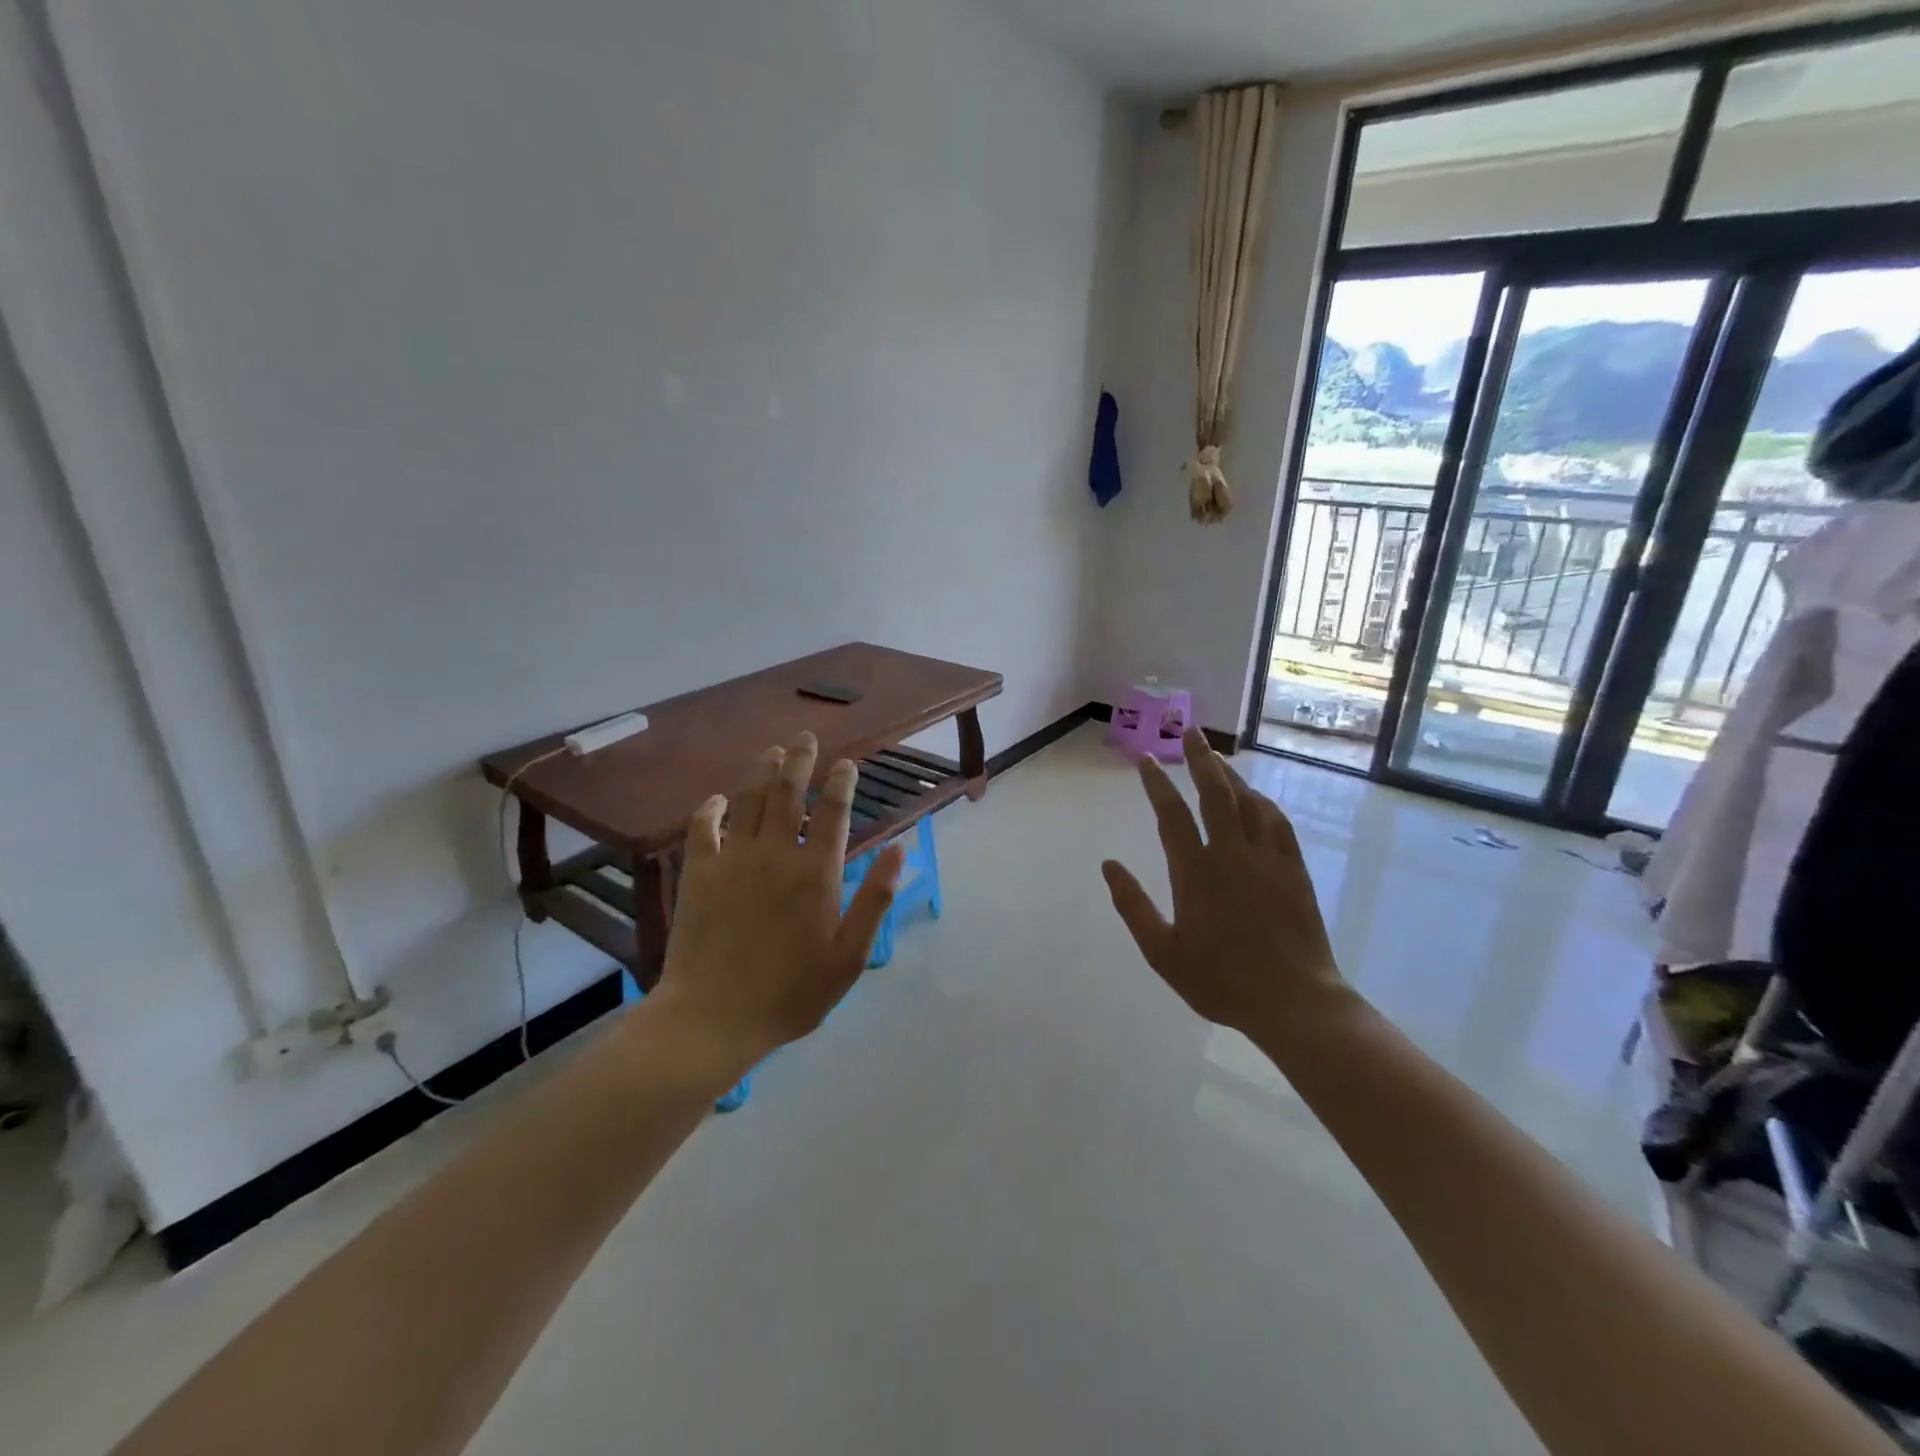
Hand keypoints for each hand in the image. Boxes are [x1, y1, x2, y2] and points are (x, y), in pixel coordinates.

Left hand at [650, 733, 904, 1076]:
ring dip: (762, 772)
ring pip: (750, 800)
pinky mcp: (699, 874)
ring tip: (772, 751)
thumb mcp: (849, 956)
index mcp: (817, 873)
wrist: (714, 1018)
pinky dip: (711, 808)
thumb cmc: (791, 993)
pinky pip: (703, 828)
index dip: (842, 783)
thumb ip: (876, 899)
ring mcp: (733, 860)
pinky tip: (718, 799)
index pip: (834, 813)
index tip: (846, 764)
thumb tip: (901, 849)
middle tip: (805, 737)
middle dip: (800, 760)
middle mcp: (776, 853)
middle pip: (789, 793)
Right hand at [1102, 728, 1345, 1038]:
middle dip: (1200, 759)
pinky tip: (1256, 797)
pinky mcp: (1293, 870)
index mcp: (1195, 872)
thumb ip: (1133, 906)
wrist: (1294, 1001)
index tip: (1146, 759)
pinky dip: (1262, 803)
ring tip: (1216, 757)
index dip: (1156, 784)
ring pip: (1248, 802)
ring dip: (1230, 775)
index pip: (1171, 815)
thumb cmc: (1220, 980)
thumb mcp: (1163, 952)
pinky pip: (1277, 823)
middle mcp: (1231, 854)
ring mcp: (1267, 859)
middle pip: (1215, 794)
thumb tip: (1109, 865)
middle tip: (1190, 732)